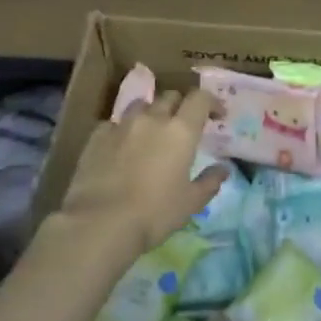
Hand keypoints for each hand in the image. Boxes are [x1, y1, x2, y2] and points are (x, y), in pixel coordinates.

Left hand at [51, 89, 227, 255]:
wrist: (100, 223)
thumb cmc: (154, 213)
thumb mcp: (191, 203)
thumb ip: (210, 181)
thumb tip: (223, 168)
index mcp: (181, 131)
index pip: (200, 98)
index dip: (211, 102)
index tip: (217, 116)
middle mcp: (152, 119)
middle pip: (170, 96)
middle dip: (181, 106)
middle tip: (183, 126)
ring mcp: (122, 125)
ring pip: (141, 105)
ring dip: (151, 113)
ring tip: (151, 132)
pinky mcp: (96, 137)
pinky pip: (114, 123)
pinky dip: (123, 130)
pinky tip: (121, 146)